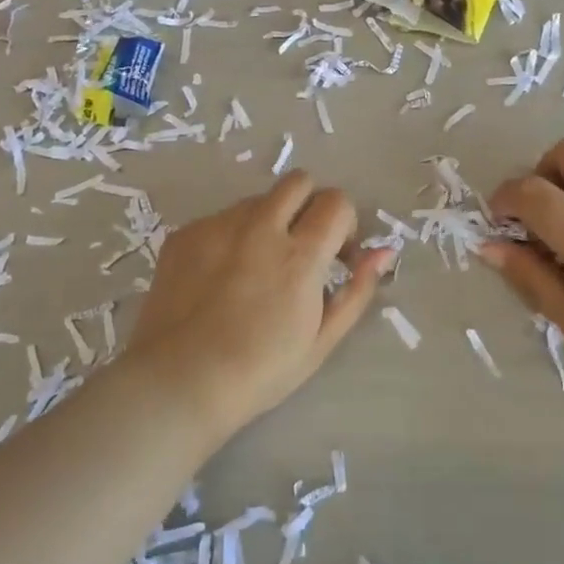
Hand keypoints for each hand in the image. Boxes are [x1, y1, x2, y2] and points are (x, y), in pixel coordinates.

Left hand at [124, 172, 393, 441]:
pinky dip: (230, 236)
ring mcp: (218, 226)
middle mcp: (260, 228)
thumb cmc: (260, 371)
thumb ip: (357, 290)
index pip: (336, 201)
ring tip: (255, 265)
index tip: (335, 253)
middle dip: (309, 204)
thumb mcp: (322, 340)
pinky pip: (219, 218)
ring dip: (268, 220)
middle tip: (301, 244)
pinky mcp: (185, 233)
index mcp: (300, 255)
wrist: (179, 382)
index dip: (344, 223)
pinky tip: (219, 277)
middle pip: (298, 181)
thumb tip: (384, 252)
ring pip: (257, 200)